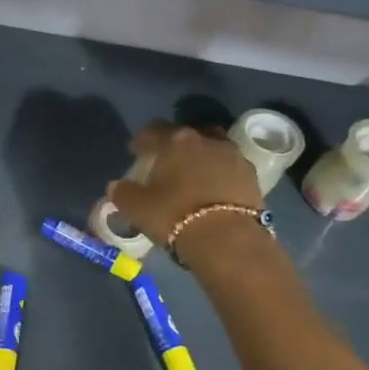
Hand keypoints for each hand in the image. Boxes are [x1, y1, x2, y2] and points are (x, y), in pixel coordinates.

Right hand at [107, 122, 265, 247]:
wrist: (227, 239)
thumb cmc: (174, 215)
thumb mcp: (137, 207)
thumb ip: (122, 193)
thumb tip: (116, 186)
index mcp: (176, 141)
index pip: (153, 130)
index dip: (141, 140)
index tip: (134, 151)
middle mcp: (206, 140)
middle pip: (186, 134)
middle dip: (175, 145)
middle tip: (166, 162)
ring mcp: (233, 156)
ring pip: (212, 148)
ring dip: (201, 157)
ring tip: (193, 175)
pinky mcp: (252, 176)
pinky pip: (229, 168)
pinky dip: (219, 174)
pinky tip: (212, 190)